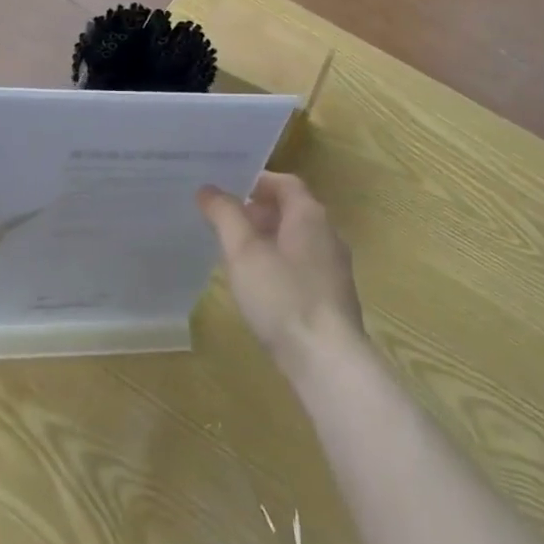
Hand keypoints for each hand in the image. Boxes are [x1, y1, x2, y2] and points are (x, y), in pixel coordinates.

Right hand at [197, 172, 363, 374]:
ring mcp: (335, 268)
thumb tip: (209, 189)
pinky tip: (262, 288)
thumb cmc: (282, 296)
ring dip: (270, 239)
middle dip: (259, 212)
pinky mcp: (335, 298)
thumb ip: (225, 215)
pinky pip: (304, 267)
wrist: (328, 361)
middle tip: (227, 222)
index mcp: (309, 215)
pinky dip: (282, 265)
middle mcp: (328, 234)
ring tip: (238, 255)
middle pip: (292, 210)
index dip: (257, 182)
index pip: (285, 183)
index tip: (229, 189)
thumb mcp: (243, 252)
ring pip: (298, 240)